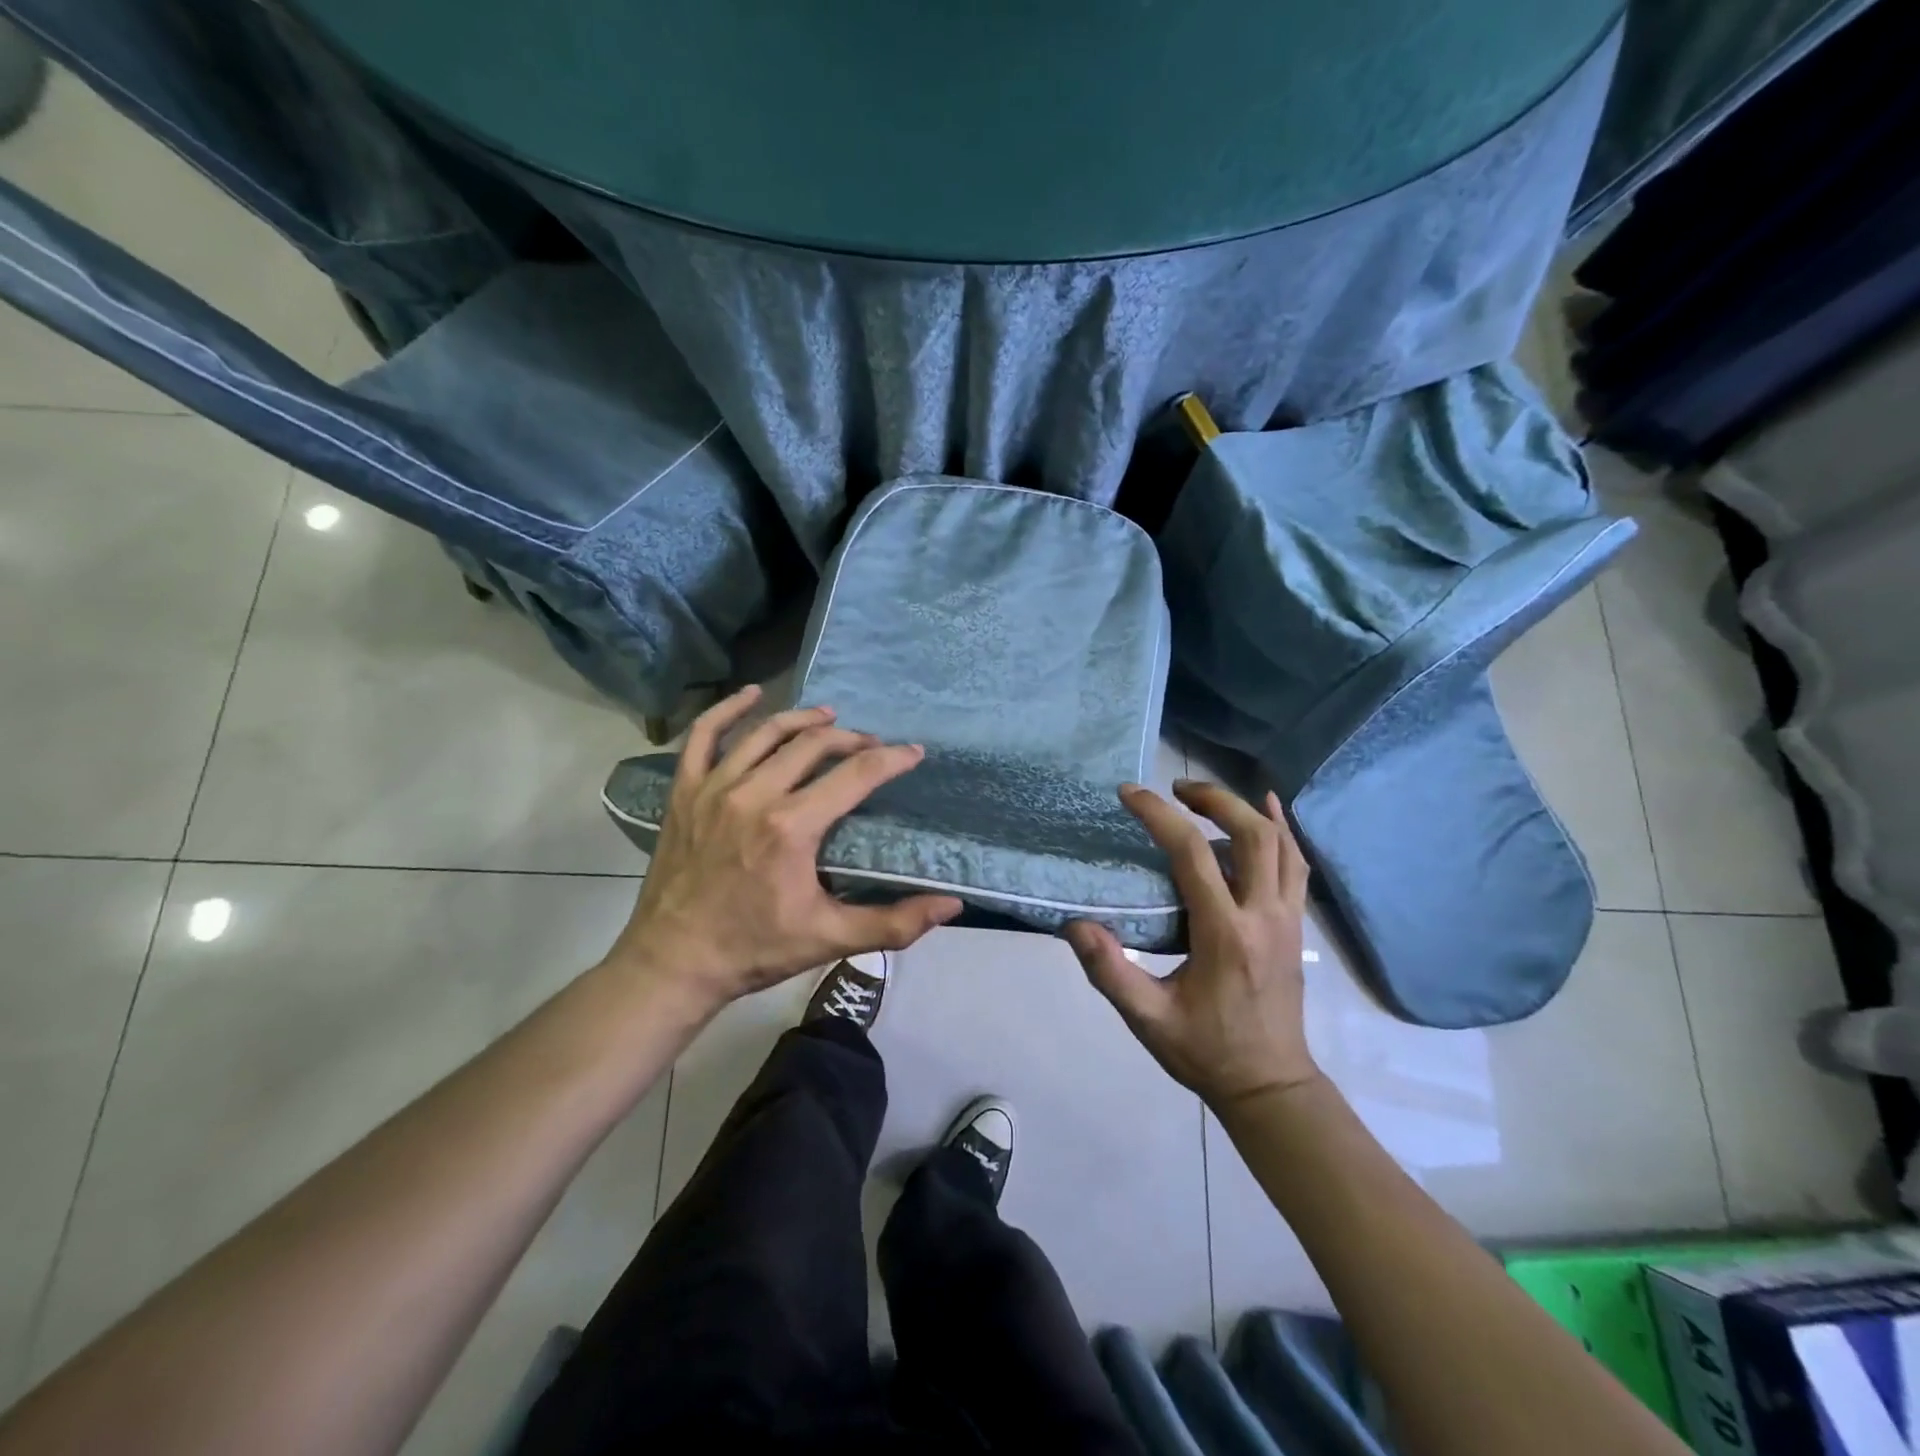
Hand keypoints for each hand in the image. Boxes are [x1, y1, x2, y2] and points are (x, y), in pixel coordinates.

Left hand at [604, 685, 962, 1011]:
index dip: (891, 759)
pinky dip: (727, 710)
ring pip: (767, 733)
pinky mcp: (684, 791)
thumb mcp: (830, 938)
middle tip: (872, 748)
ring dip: (804, 719)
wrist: (674, 962)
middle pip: (814, 744)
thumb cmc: (755, 949)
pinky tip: (752, 695)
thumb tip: (952, 905)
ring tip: (831, 718)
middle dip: (853, 740)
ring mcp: (714, 788)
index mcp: (791, 827)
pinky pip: (703, 736)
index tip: (913, 753)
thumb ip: (894, 922)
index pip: (855, 774)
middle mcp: (754, 794)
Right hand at [1064, 780, 1319, 1109]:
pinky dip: (1282, 831)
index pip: (1193, 855)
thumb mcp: (1148, 1019)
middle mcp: (1264, 916)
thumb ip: (1110, 972)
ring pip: (1281, 844)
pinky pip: (1296, 865)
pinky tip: (1269, 810)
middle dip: (1213, 799)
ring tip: (1205, 799)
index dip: (1159, 816)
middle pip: (1252, 834)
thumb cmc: (1205, 1051)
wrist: (1270, 1086)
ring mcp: (1288, 919)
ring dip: (1245, 810)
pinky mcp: (1296, 926)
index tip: (1129, 794)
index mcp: (1225, 935)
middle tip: (1174, 789)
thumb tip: (1075, 924)